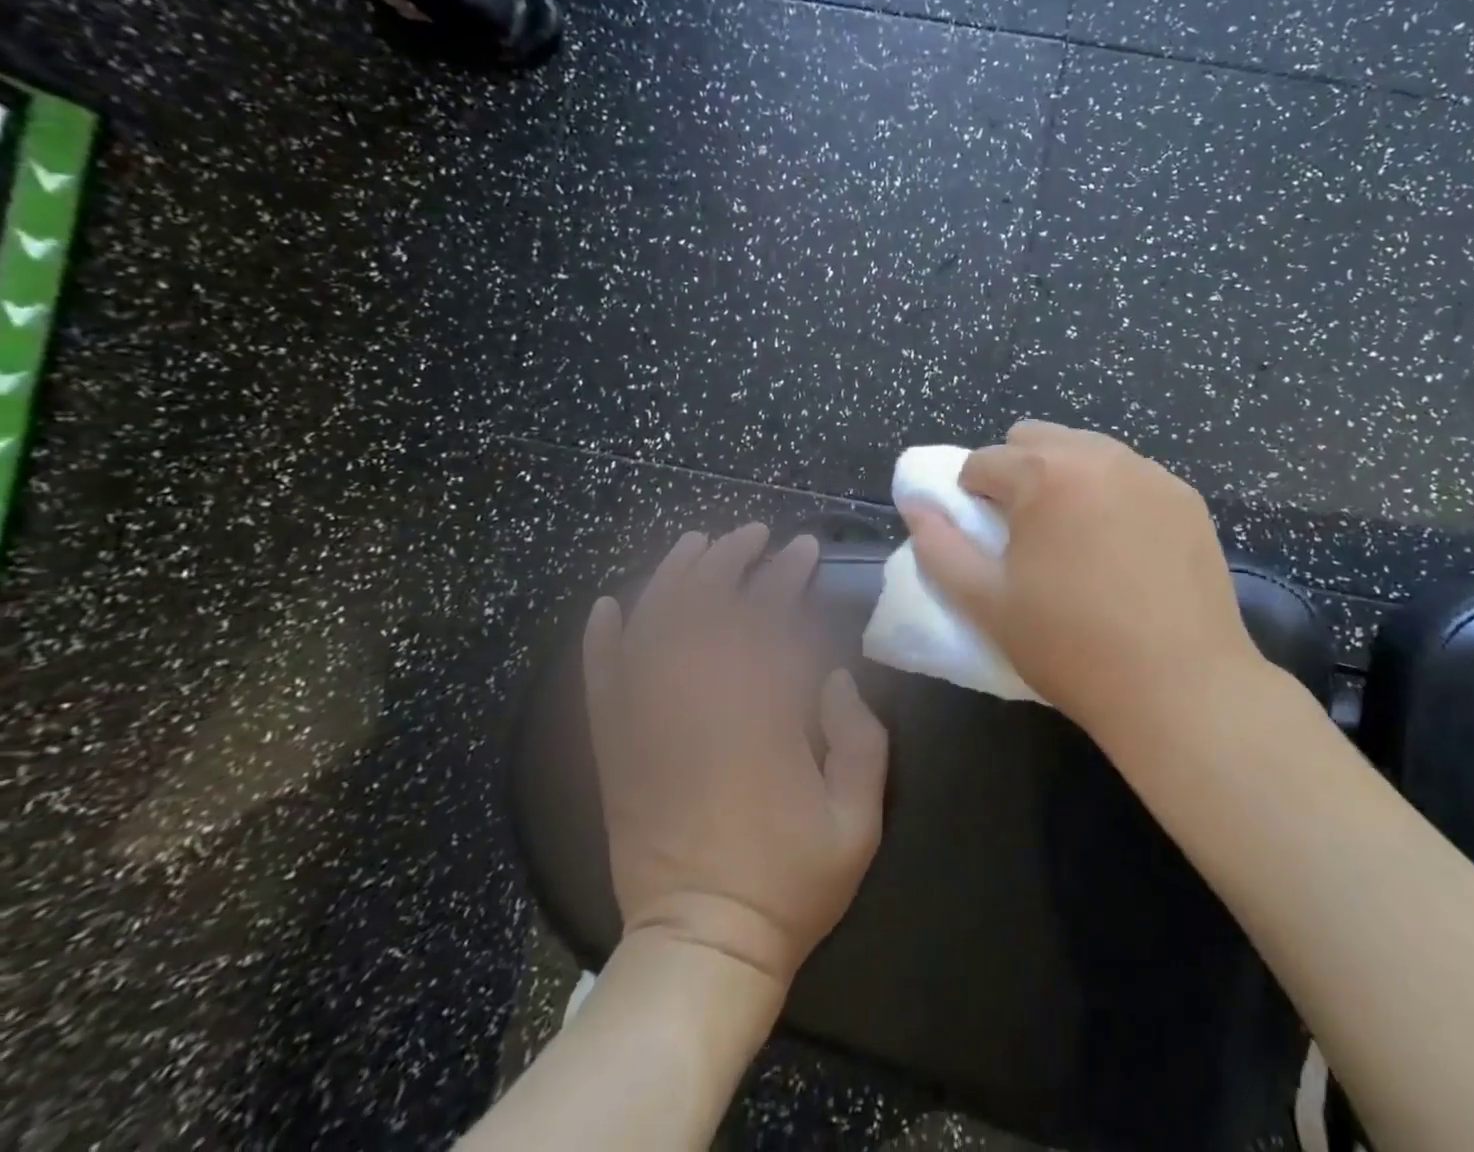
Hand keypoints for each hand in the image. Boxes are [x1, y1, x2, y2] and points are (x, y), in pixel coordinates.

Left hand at [583, 524, 888, 988]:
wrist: (702, 950)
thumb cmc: (789, 885)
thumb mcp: (858, 820)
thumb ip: (861, 740)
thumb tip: (834, 678)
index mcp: (761, 722)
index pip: (767, 623)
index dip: (785, 576)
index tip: (803, 549)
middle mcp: (699, 712)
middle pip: (704, 613)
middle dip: (729, 561)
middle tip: (752, 535)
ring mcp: (649, 732)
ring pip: (650, 635)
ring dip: (671, 581)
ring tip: (694, 546)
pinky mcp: (617, 756)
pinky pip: (600, 688)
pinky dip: (601, 643)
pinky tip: (608, 606)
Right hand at [900, 421, 1257, 734]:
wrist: (1179, 687)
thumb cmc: (1070, 646)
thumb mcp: (987, 604)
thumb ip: (940, 548)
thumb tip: (916, 506)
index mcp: (1044, 474)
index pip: (983, 461)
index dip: (970, 497)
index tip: (985, 539)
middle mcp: (1099, 455)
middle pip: (1035, 439)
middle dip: (1017, 473)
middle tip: (1026, 531)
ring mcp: (1149, 472)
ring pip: (1087, 449)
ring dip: (1065, 477)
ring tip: (1075, 537)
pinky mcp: (1185, 497)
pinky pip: (1131, 475)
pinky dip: (1112, 493)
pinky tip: (1123, 547)